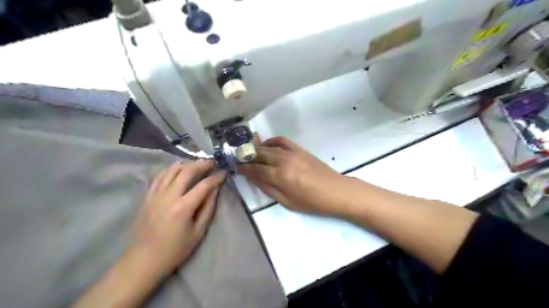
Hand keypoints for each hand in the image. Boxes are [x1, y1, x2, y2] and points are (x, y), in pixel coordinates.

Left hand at [128, 160, 223, 276]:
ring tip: (196, 163)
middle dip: (201, 164)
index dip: (216, 177)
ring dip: (186, 164)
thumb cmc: (175, 250)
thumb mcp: (198, 232)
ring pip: (171, 170)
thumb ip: (208, 208)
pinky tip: (177, 169)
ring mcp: (155, 195)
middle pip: (186, 172)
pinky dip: (170, 169)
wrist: (143, 260)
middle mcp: (168, 196)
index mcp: (183, 207)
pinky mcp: (147, 197)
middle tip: (212, 162)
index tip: (224, 172)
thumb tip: (215, 190)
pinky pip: (159, 176)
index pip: (204, 185)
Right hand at [238, 137, 349, 216]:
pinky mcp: (299, 149)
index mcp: (279, 176)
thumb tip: (254, 179)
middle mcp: (283, 161)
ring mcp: (292, 153)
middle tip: (238, 158)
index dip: (244, 168)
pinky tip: (267, 145)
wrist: (335, 191)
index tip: (236, 166)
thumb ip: (268, 189)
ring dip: (256, 148)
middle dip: (246, 156)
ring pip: (268, 147)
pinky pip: (282, 140)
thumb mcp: (287, 202)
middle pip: (259, 155)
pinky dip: (272, 140)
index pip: (255, 170)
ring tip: (249, 152)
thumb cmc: (311, 202)